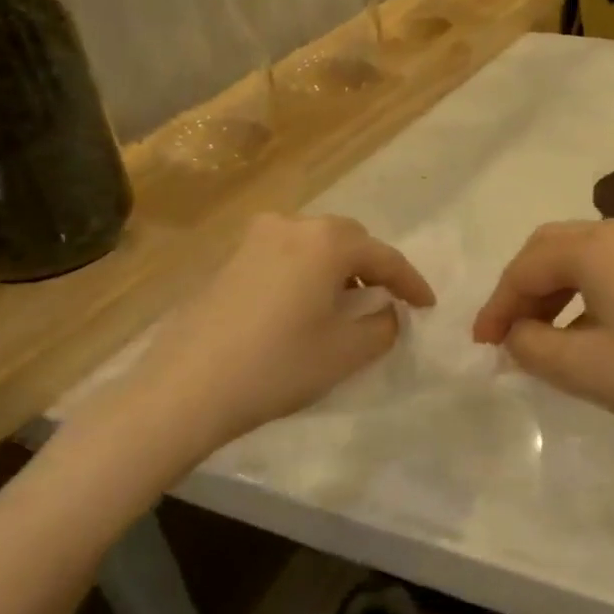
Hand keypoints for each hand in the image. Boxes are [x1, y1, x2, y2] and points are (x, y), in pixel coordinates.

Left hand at [61, 214, 432, 499]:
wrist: (185, 388)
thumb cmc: (277, 366)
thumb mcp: (346, 352)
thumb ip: (382, 326)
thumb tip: (386, 311)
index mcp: (327, 241)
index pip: (386, 257)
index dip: (412, 283)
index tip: (428, 306)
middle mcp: (293, 225)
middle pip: (349, 240)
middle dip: (374, 267)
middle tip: (387, 300)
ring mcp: (255, 239)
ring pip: (315, 244)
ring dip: (339, 268)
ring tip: (346, 302)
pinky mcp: (230, 259)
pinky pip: (286, 255)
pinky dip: (307, 272)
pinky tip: (304, 304)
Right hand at [472, 219, 613, 451]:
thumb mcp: (584, 368)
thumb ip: (532, 346)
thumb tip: (516, 333)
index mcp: (596, 246)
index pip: (526, 266)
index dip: (497, 305)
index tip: (481, 345)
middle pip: (552, 248)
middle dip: (522, 289)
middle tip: (506, 334)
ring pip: (584, 256)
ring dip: (554, 290)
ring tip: (540, 336)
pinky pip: (613, 267)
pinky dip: (586, 291)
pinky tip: (586, 329)